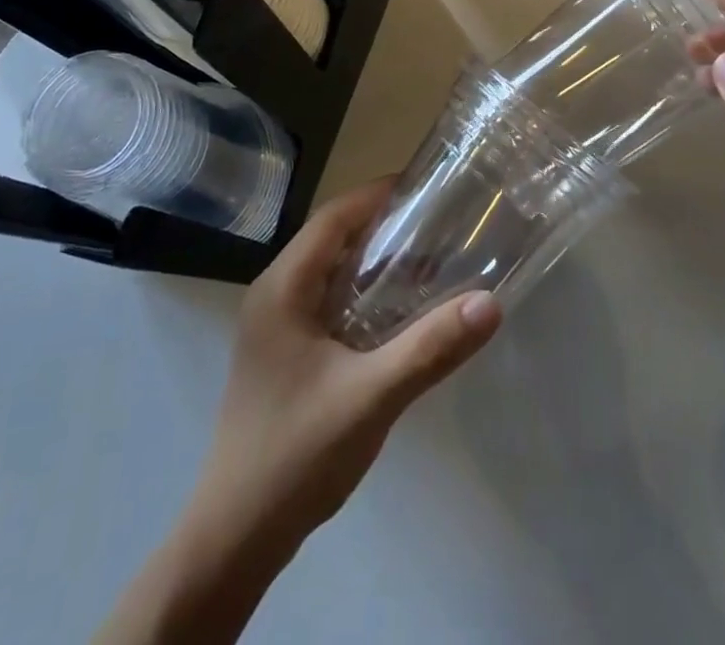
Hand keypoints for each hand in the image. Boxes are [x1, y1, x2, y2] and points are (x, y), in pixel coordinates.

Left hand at [189, 178, 501, 550]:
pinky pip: (325, 300)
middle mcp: (273, 293)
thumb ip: (429, 348)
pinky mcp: (282, 351)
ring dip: (372, 260)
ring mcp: (274, 324)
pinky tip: (396, 312)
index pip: (334, 217)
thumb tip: (490, 303)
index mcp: (283, 286)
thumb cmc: (296, 454)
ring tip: (427, 259)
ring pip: (328, 270)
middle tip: (438, 223)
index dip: (377, 195)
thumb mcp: (371, 398)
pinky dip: (360, 292)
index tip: (426, 187)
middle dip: (382, 225)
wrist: (234, 536)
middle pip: (331, 238)